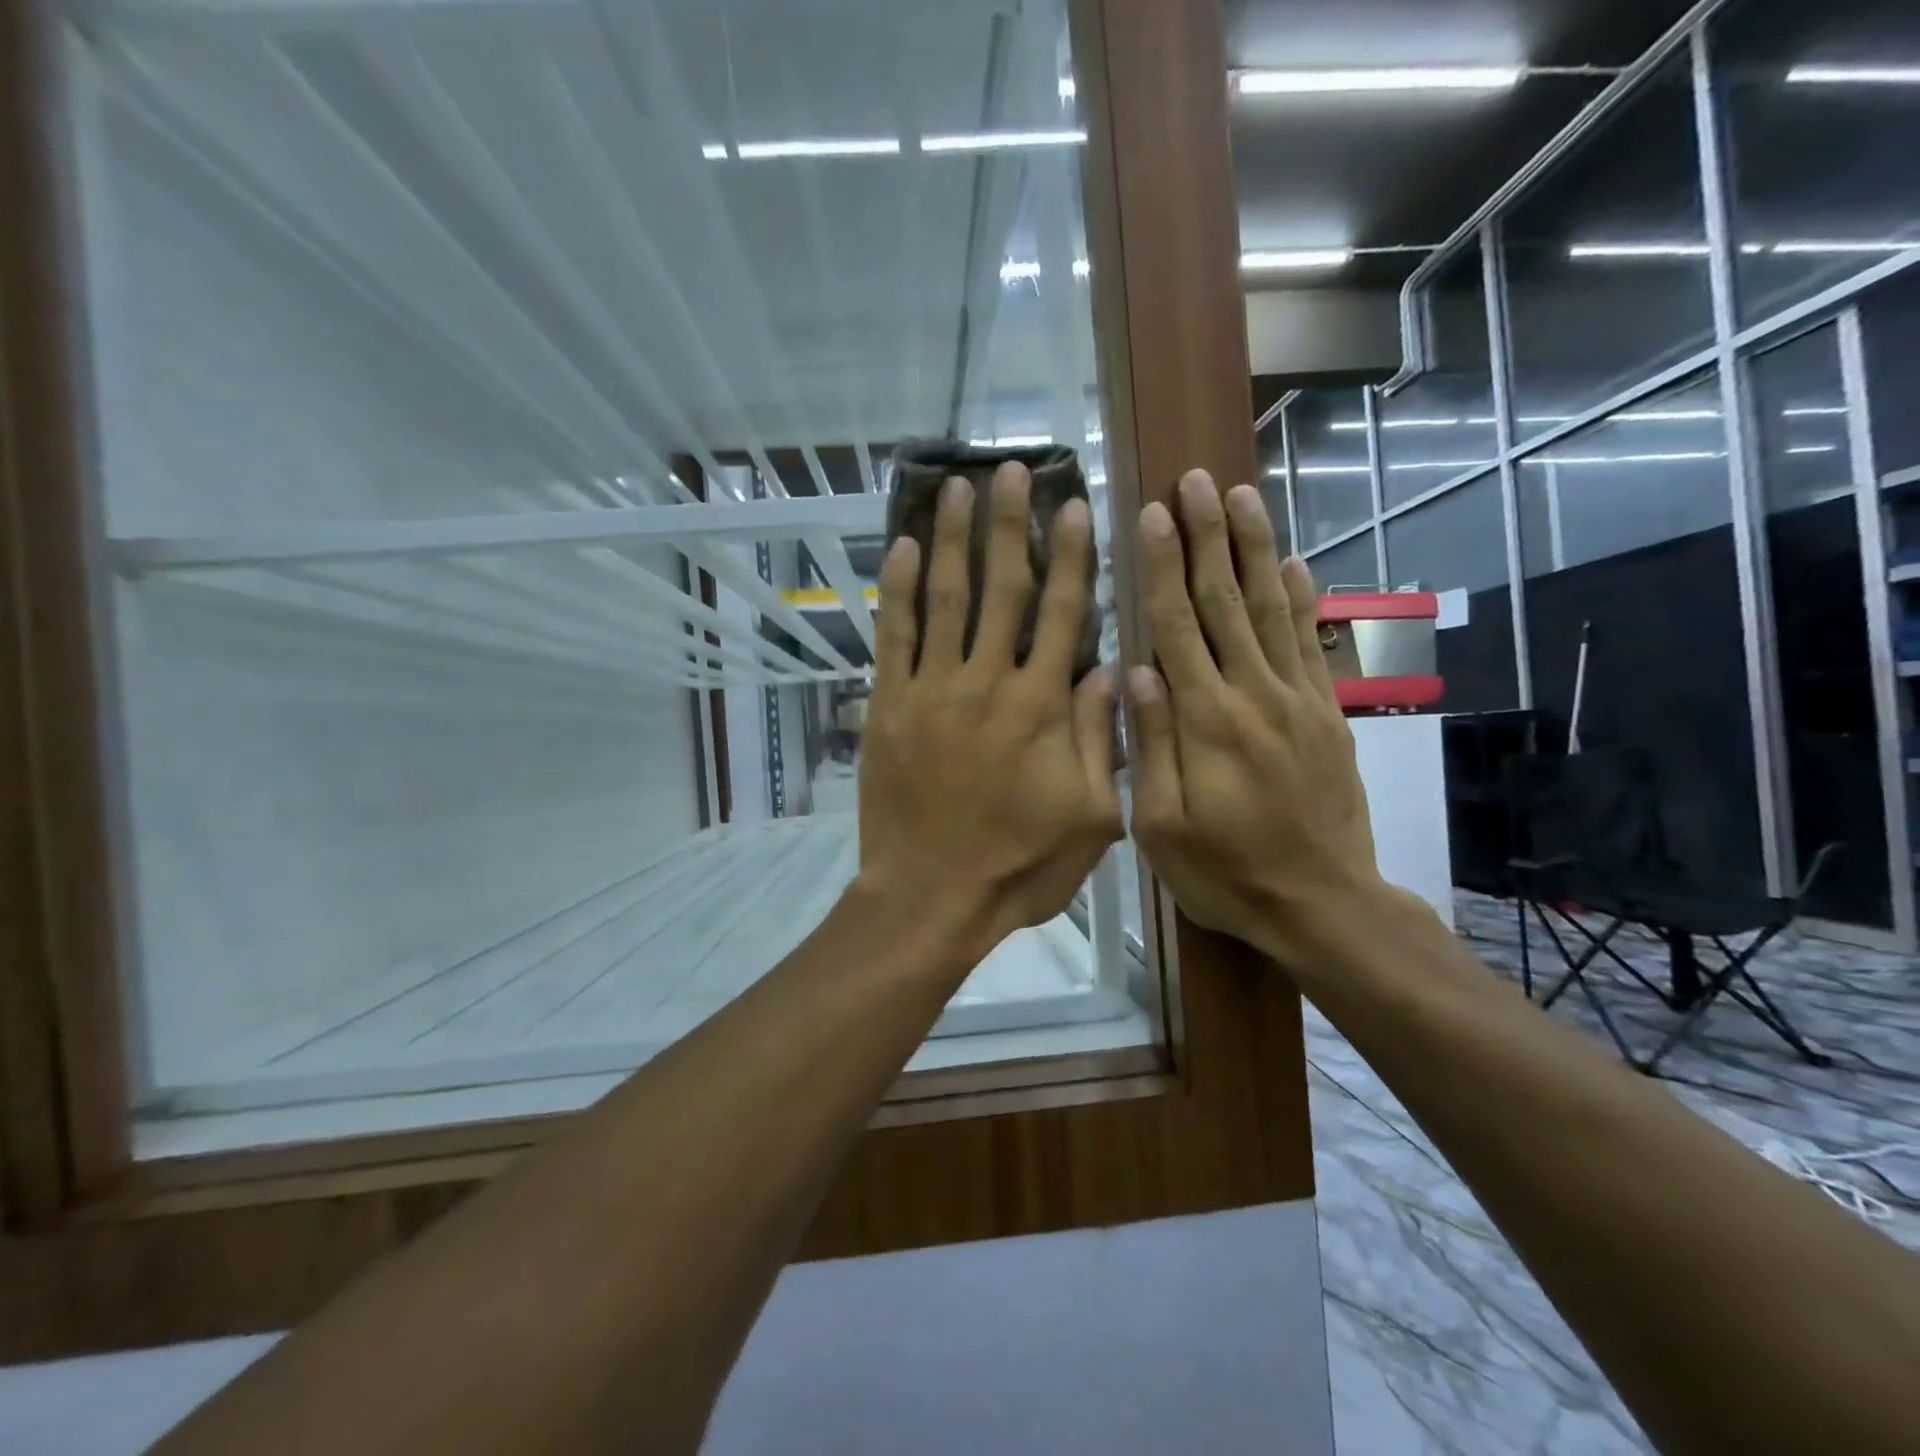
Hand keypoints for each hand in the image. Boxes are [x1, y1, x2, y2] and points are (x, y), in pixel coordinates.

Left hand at [857, 463, 1123, 950]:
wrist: (931, 896)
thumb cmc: (1019, 864)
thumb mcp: (1091, 816)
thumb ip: (1102, 737)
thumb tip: (1113, 667)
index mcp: (1041, 706)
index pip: (1064, 612)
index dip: (1072, 555)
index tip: (1075, 506)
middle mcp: (986, 682)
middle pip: (1002, 587)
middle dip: (1009, 524)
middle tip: (1012, 471)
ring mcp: (931, 689)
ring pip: (943, 597)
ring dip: (950, 538)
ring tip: (956, 488)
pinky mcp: (889, 705)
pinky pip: (893, 636)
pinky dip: (896, 590)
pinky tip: (899, 548)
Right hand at [1127, 471, 1388, 967]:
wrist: (1322, 904)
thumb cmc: (1225, 872)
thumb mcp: (1160, 826)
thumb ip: (1150, 744)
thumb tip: (1136, 669)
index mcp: (1205, 720)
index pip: (1177, 626)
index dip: (1164, 566)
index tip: (1153, 514)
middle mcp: (1253, 694)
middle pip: (1225, 601)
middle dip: (1208, 536)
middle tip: (1195, 480)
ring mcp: (1297, 700)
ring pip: (1271, 610)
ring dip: (1254, 549)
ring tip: (1240, 496)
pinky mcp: (1327, 714)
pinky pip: (1311, 645)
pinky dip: (1302, 599)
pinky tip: (1293, 562)